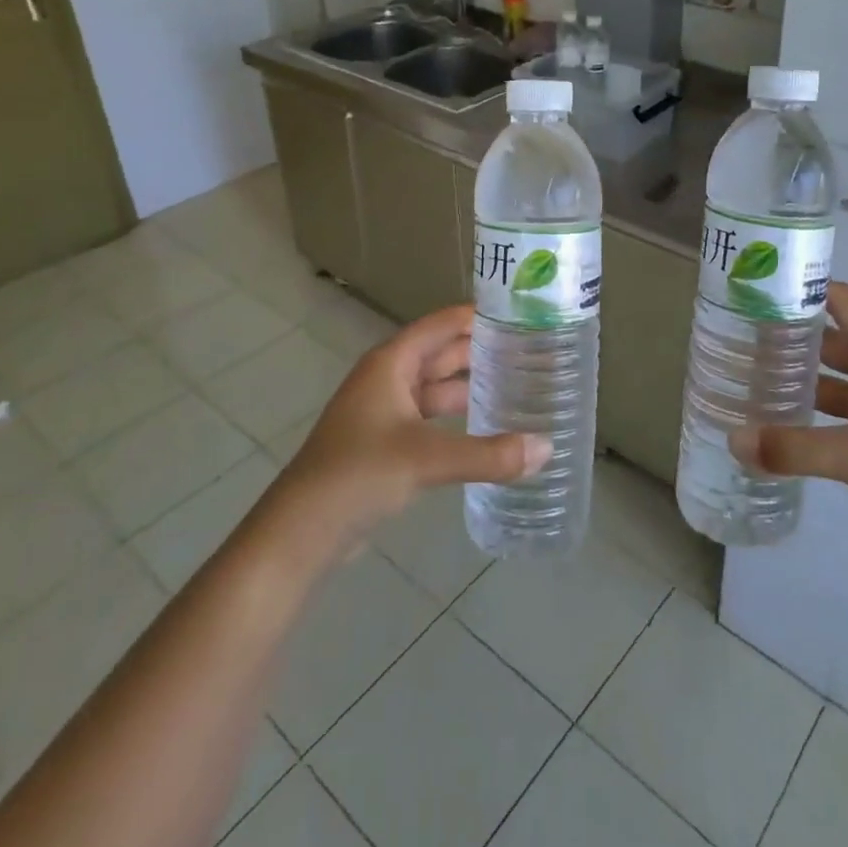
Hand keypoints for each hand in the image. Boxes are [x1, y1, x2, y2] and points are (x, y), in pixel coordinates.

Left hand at [272, 305, 550, 546]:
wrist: (300, 532)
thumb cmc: (359, 474)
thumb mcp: (427, 459)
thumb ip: (489, 455)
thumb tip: (547, 448)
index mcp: (391, 363)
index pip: (442, 324)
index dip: (478, 316)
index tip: (522, 314)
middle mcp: (388, 379)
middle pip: (442, 354)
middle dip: (482, 351)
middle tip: (533, 351)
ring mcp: (385, 412)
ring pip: (437, 388)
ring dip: (472, 386)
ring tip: (520, 384)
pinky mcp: (386, 444)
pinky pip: (431, 418)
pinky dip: (458, 418)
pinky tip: (488, 427)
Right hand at [729, 281, 847, 588]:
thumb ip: (794, 448)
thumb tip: (733, 440)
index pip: (841, 301)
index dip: (803, 288)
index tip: (753, 287)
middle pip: (828, 340)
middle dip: (787, 337)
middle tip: (732, 336)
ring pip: (827, 381)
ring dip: (793, 379)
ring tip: (742, 376)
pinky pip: (830, 418)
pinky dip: (802, 416)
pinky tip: (767, 423)